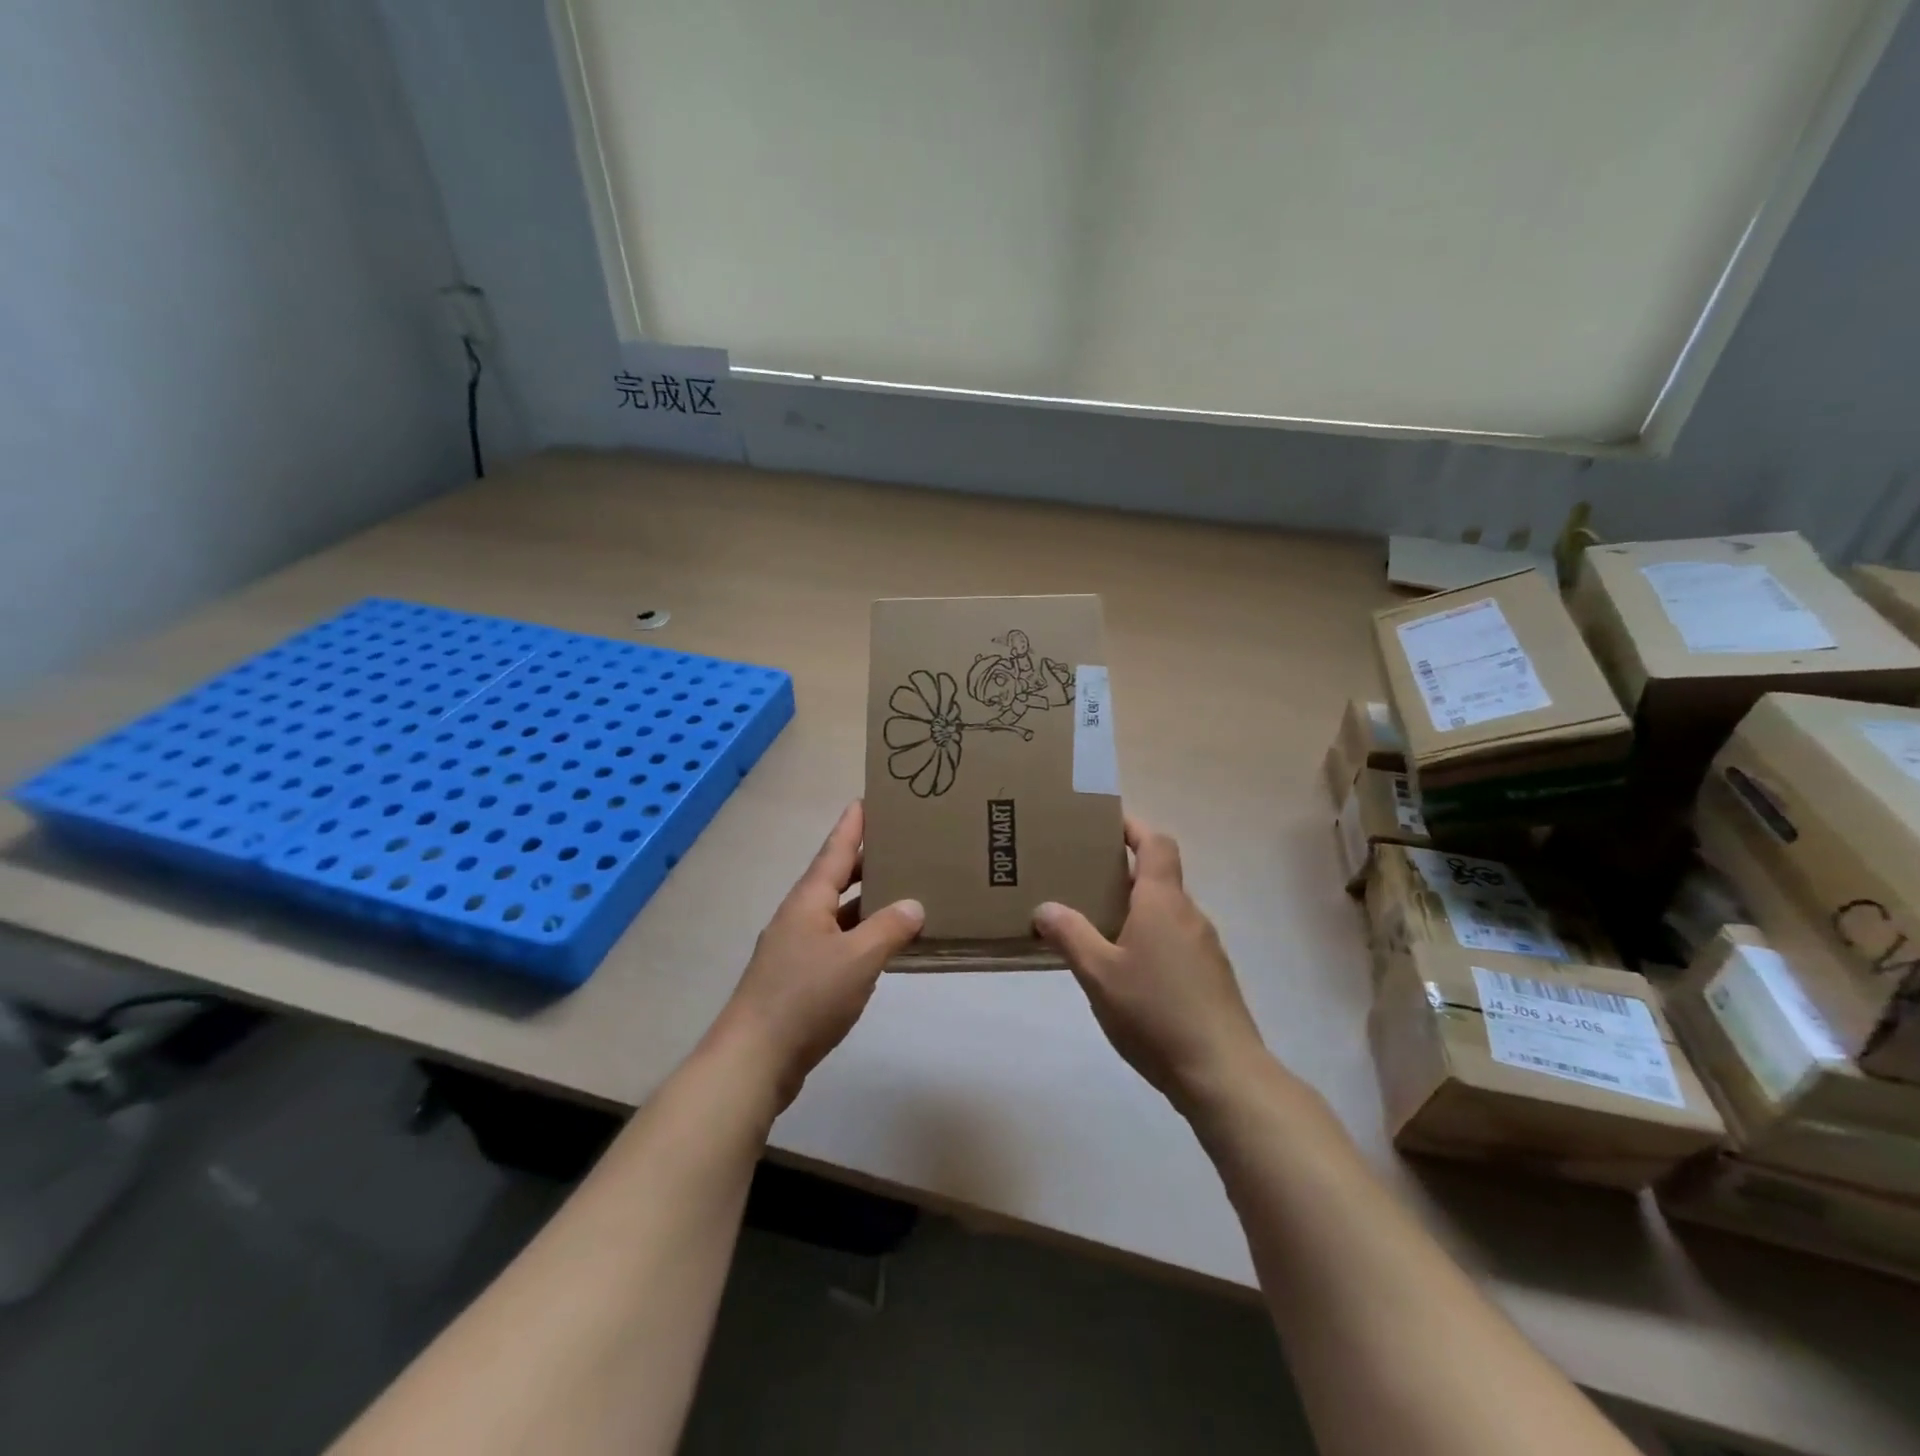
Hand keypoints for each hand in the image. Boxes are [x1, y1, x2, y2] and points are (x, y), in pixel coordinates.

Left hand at [713, 802, 923, 1109]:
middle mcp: (801, 916)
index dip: (852, 825)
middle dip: (866, 860)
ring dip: (867, 900)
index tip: (867, 798)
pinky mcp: (800, 978)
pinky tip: (883, 945)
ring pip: (838, 912)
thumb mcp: (857, 959)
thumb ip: (889, 929)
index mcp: (809, 900)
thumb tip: (914, 904)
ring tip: (903, 888)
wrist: (754, 1059)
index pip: (835, 850)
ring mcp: (797, 948)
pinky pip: (838, 942)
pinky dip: (861, 935)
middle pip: (836, 877)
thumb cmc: (805, 997)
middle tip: (901, 843)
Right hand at [1034, 817, 1269, 1113]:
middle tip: (1082, 881)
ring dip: (1135, 910)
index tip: (1104, 824)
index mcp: (1163, 902)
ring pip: (1166, 912)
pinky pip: (1175, 940)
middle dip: (1122, 874)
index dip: (1133, 827)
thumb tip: (1044, 907)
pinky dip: (1150, 939)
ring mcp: (1205, 947)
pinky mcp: (1211, 977)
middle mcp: (1189, 915)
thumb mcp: (1099, 974)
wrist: (1223, 1072)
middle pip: (1158, 877)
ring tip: (1097, 928)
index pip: (1155, 843)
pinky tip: (1127, 972)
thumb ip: (1070, 936)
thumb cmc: (1156, 1012)